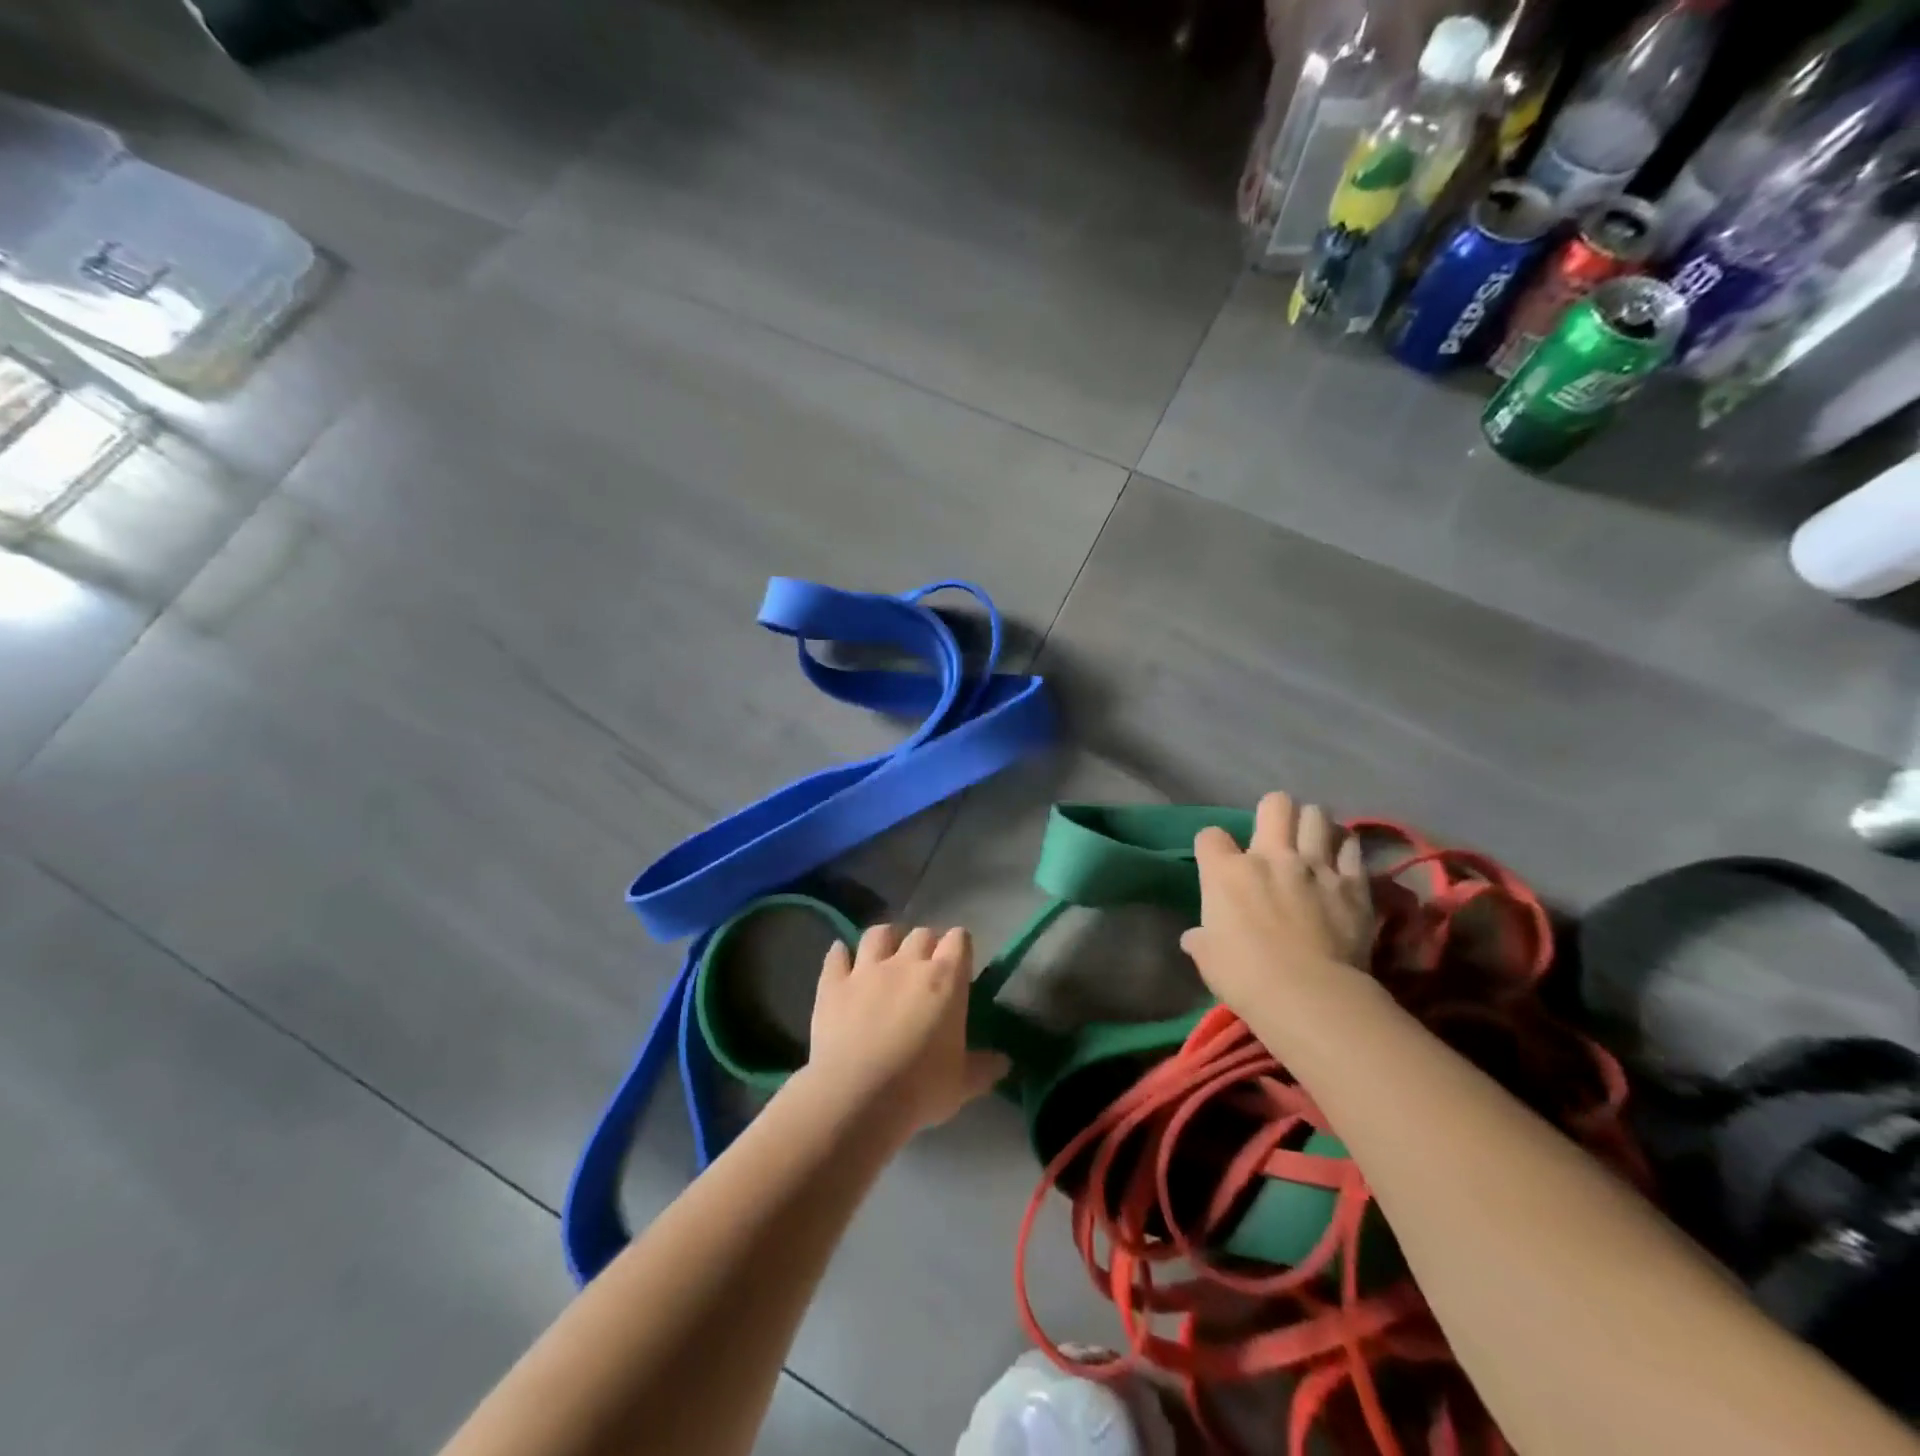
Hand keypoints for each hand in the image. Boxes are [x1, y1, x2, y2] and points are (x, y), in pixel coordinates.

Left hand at [804, 924, 1010, 1136]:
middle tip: (926, 967)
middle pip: (922, 933)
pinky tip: (842, 960)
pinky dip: (841, 955)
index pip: (959, 939)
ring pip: (879, 934)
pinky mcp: (833, 984)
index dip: (960, 947)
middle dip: (927, 944)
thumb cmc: (919, 1089)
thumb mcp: (962, 1084)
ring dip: (886, 940)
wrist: (855, 1098)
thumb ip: (985, 1067)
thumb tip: (1004, 1061)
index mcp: (945, 979)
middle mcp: (907, 963)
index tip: (960, 964)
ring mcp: (866, 969)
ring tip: (887, 954)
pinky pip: (836, 955)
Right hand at [1181, 792, 1374, 1018]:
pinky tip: (1341, 861)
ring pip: (1318, 815)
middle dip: (1273, 812)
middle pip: (1275, 804)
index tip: (1217, 862)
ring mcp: (1315, 866)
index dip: (1212, 846)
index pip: (1210, 836)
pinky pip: (1352, 847)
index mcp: (1226, 872)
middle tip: (1274, 834)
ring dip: (1312, 824)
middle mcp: (1270, 857)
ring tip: (1312, 841)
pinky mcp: (1353, 884)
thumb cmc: (1246, 977)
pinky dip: (1345, 849)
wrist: (1309, 996)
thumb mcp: (1208, 959)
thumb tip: (1194, 938)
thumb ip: (1202, 940)